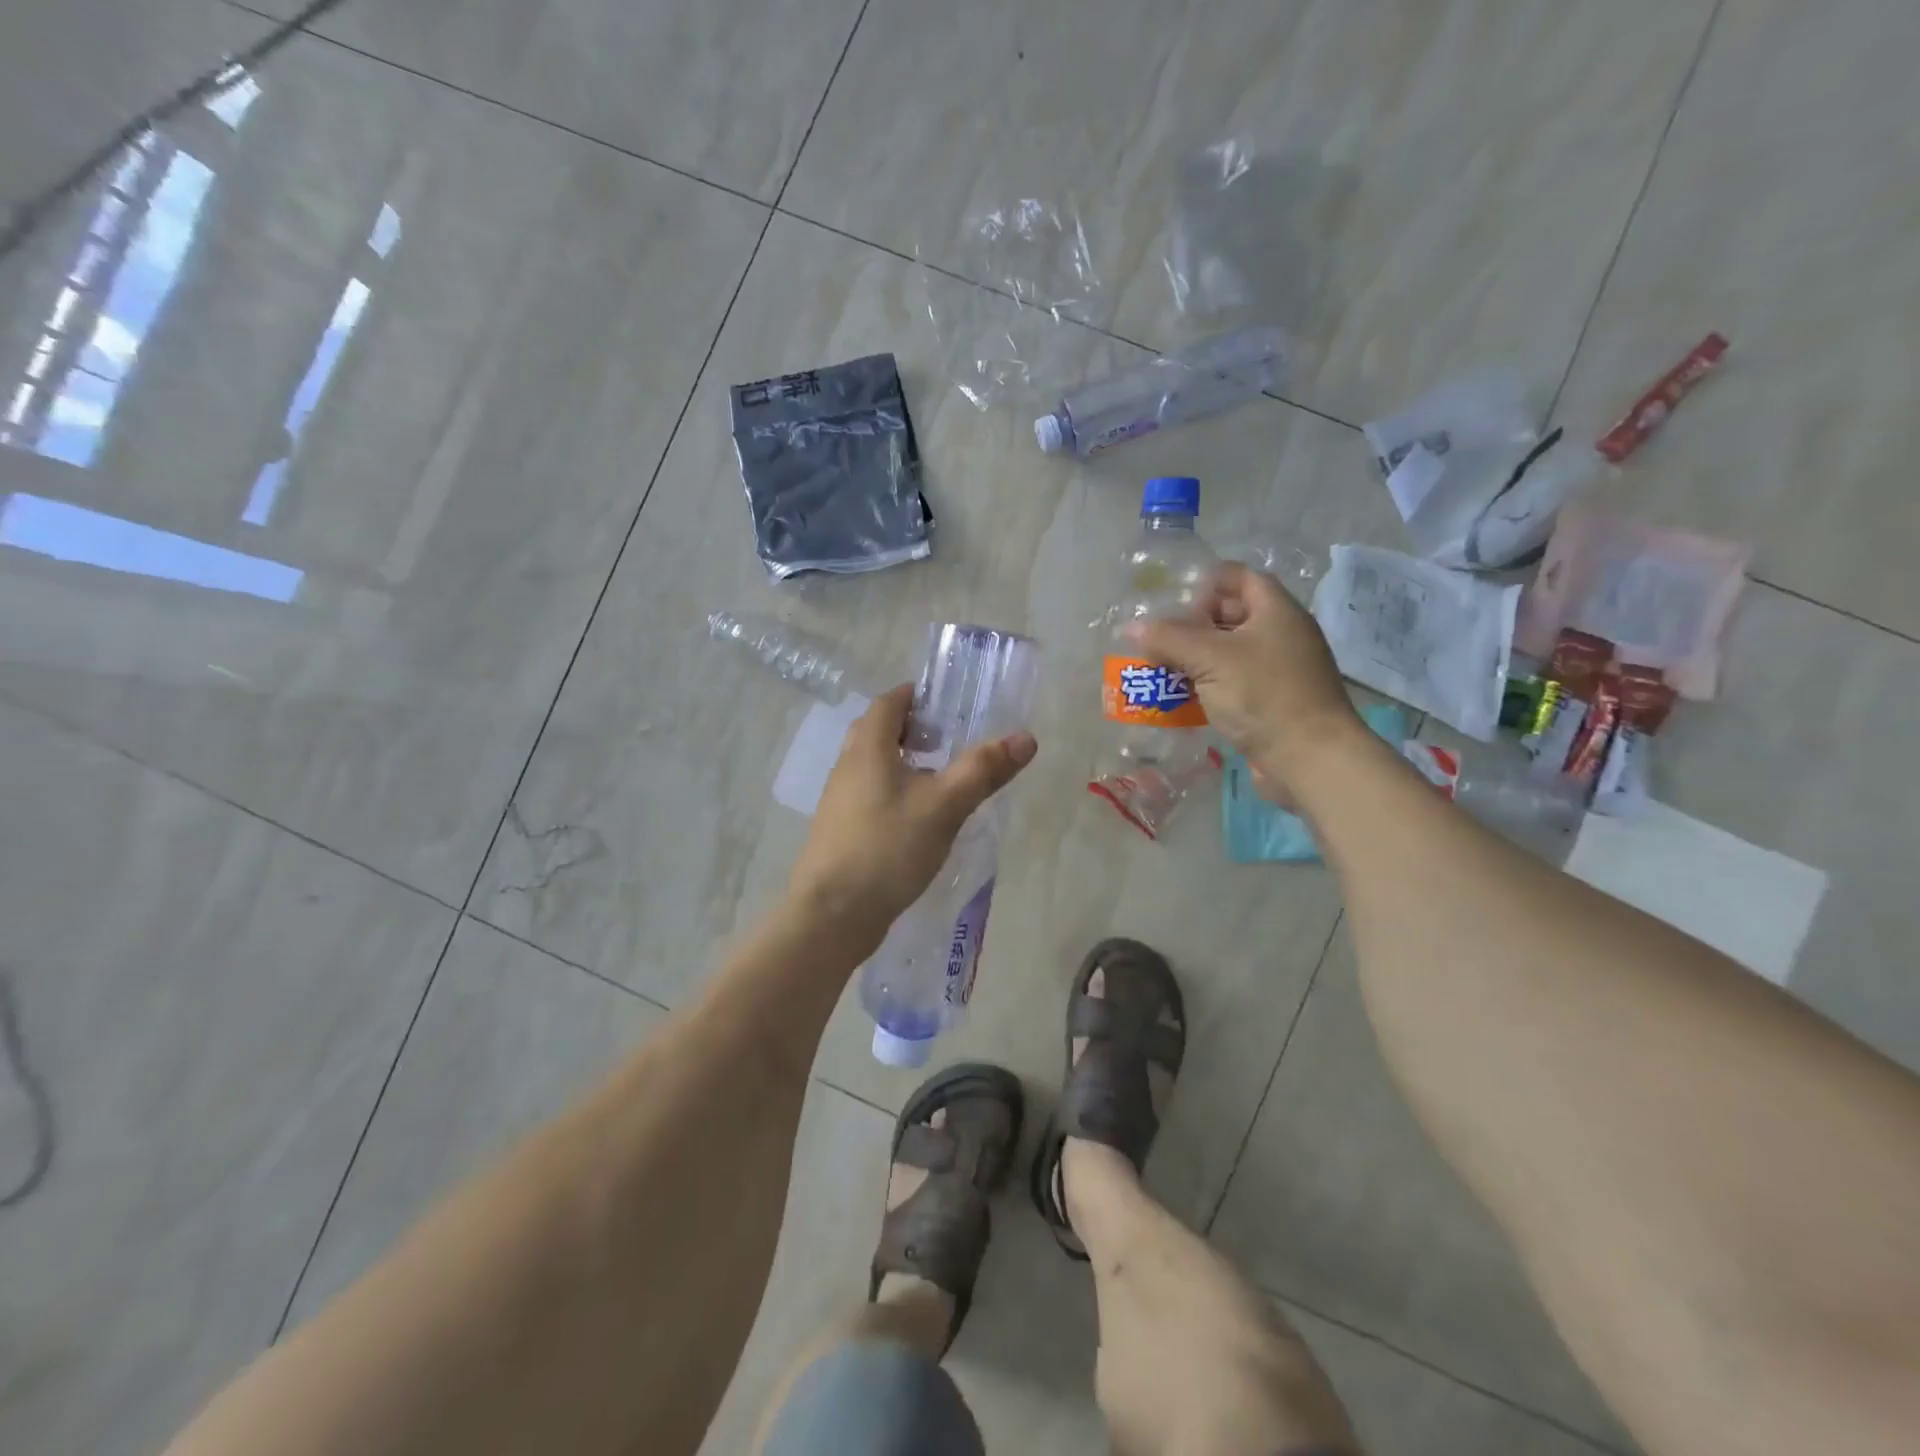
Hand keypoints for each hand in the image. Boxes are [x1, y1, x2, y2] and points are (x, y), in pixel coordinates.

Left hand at [788, 684, 1036, 941]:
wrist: (831, 915)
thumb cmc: (887, 849)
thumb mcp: (944, 806)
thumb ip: (983, 770)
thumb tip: (1026, 738)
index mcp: (867, 749)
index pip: (887, 703)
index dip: (914, 696)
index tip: (945, 703)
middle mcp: (847, 767)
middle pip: (876, 732)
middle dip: (910, 728)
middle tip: (946, 740)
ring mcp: (840, 802)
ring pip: (872, 766)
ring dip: (903, 762)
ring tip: (940, 779)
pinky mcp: (841, 832)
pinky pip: (870, 796)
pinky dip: (895, 791)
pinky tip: (919, 819)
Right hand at [1128, 562, 1359, 792]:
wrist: (1309, 758)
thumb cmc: (1262, 695)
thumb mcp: (1209, 659)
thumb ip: (1169, 639)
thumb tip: (1133, 628)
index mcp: (1276, 611)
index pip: (1239, 578)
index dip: (1205, 583)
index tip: (1172, 601)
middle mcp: (1282, 634)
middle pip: (1231, 616)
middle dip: (1192, 625)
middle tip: (1159, 639)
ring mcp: (1278, 670)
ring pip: (1229, 653)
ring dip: (1194, 660)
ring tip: (1159, 669)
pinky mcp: (1272, 702)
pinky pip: (1233, 683)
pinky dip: (1206, 686)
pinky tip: (1180, 699)